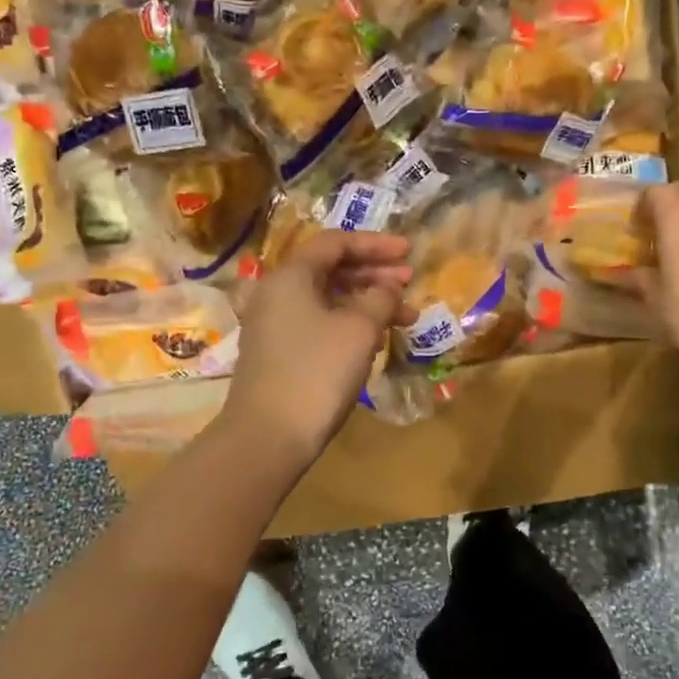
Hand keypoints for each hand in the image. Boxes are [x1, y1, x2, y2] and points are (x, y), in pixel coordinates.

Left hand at [222, 232, 412, 467]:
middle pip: (331, 269)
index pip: (335, 242)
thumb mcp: (360, 329)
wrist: (268, 435)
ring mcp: (274, 324)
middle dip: (374, 273)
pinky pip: (318, 323)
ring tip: (404, 317)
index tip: (408, 252)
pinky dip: (348, 323)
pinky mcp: (277, 352)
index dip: (375, 244)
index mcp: (291, 276)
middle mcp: (276, 292)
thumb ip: (380, 298)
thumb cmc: (317, 371)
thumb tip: (387, 288)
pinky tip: (374, 340)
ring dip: (366, 303)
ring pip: (327, 300)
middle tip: (410, 283)